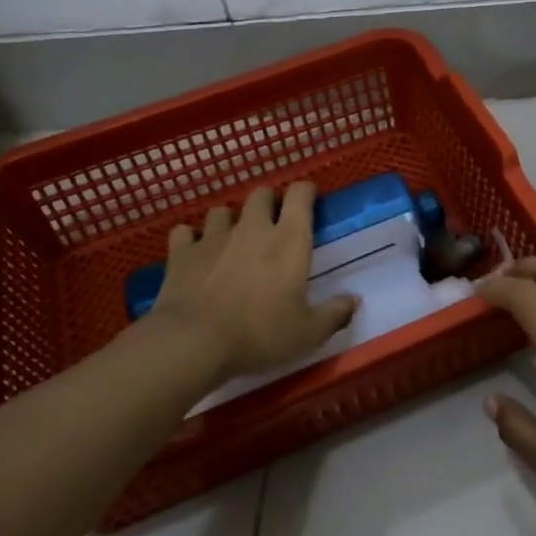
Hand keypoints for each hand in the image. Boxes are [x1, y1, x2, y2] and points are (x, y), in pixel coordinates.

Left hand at [150, 183, 357, 384]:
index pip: (300, 195)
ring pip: (222, 211)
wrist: (193, 342)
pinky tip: (195, 254)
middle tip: (273, 226)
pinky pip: (185, 233)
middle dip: (269, 203)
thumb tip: (354, 300)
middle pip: (261, 194)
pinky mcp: (181, 252)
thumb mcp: (307, 333)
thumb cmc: (260, 333)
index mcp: (289, 240)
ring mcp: (213, 237)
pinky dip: (191, 240)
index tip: (309, 202)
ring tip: (232, 241)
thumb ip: (334, 314)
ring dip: (229, 221)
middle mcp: (253, 228)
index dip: (306, 192)